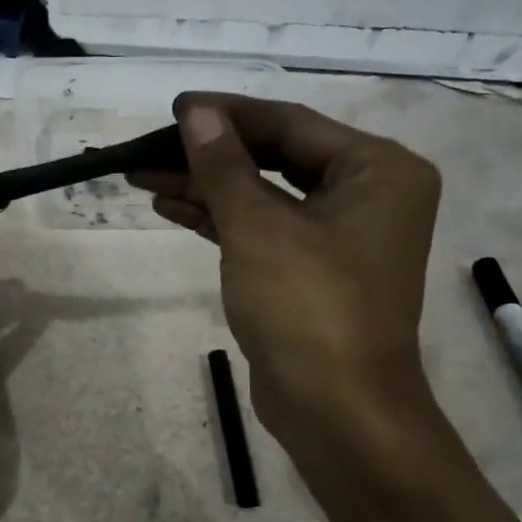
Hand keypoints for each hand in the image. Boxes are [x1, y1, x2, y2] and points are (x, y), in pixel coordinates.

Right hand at [131, 93, 444, 491]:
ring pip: (264, 194)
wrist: (338, 413)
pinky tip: (171, 206)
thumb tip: (196, 111)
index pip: (290, 124)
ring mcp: (341, 236)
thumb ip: (223, 164)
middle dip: (210, 154)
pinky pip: (264, 229)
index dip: (227, 113)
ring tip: (144, 175)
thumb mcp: (257, 227)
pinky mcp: (313, 271)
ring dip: (206, 186)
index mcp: (378, 170)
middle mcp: (368, 194)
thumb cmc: (308, 308)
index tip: (172, 108)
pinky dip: (220, 219)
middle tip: (151, 145)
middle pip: (276, 156)